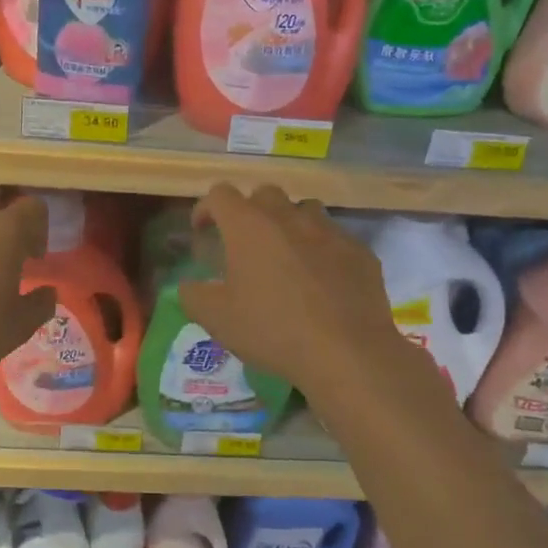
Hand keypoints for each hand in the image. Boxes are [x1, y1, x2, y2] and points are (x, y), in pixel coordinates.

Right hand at [177, 184, 427, 403]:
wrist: (347, 352)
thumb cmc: (273, 330)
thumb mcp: (217, 320)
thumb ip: (193, 296)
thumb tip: (187, 286)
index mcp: (249, 226)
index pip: (220, 195)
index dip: (206, 209)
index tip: (202, 232)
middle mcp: (289, 216)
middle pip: (264, 195)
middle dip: (250, 212)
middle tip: (245, 245)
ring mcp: (329, 230)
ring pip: (304, 210)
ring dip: (289, 224)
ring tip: (286, 257)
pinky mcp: (359, 250)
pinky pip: (334, 238)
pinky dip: (322, 250)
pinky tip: (322, 281)